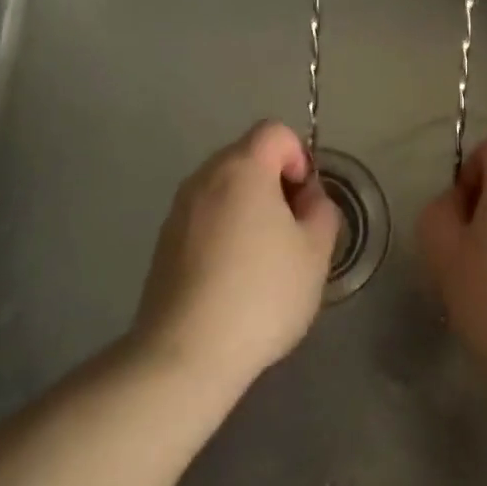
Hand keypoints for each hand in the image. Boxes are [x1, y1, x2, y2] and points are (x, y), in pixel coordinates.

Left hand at [132, 121, 340, 393]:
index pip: (275, 131)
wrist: (185, 354)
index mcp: (242, 168)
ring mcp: (179, 210)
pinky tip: (234, 278)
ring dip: (250, 208)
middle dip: (276, 183)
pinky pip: (205, 218)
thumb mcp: (315, 252)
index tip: (305, 202)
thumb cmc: (261, 294)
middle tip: (293, 231)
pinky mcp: (164, 242)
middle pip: (248, 156)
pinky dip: (225, 231)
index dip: (299, 157)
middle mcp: (204, 178)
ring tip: (265, 258)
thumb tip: (308, 199)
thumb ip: (322, 211)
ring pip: (225, 189)